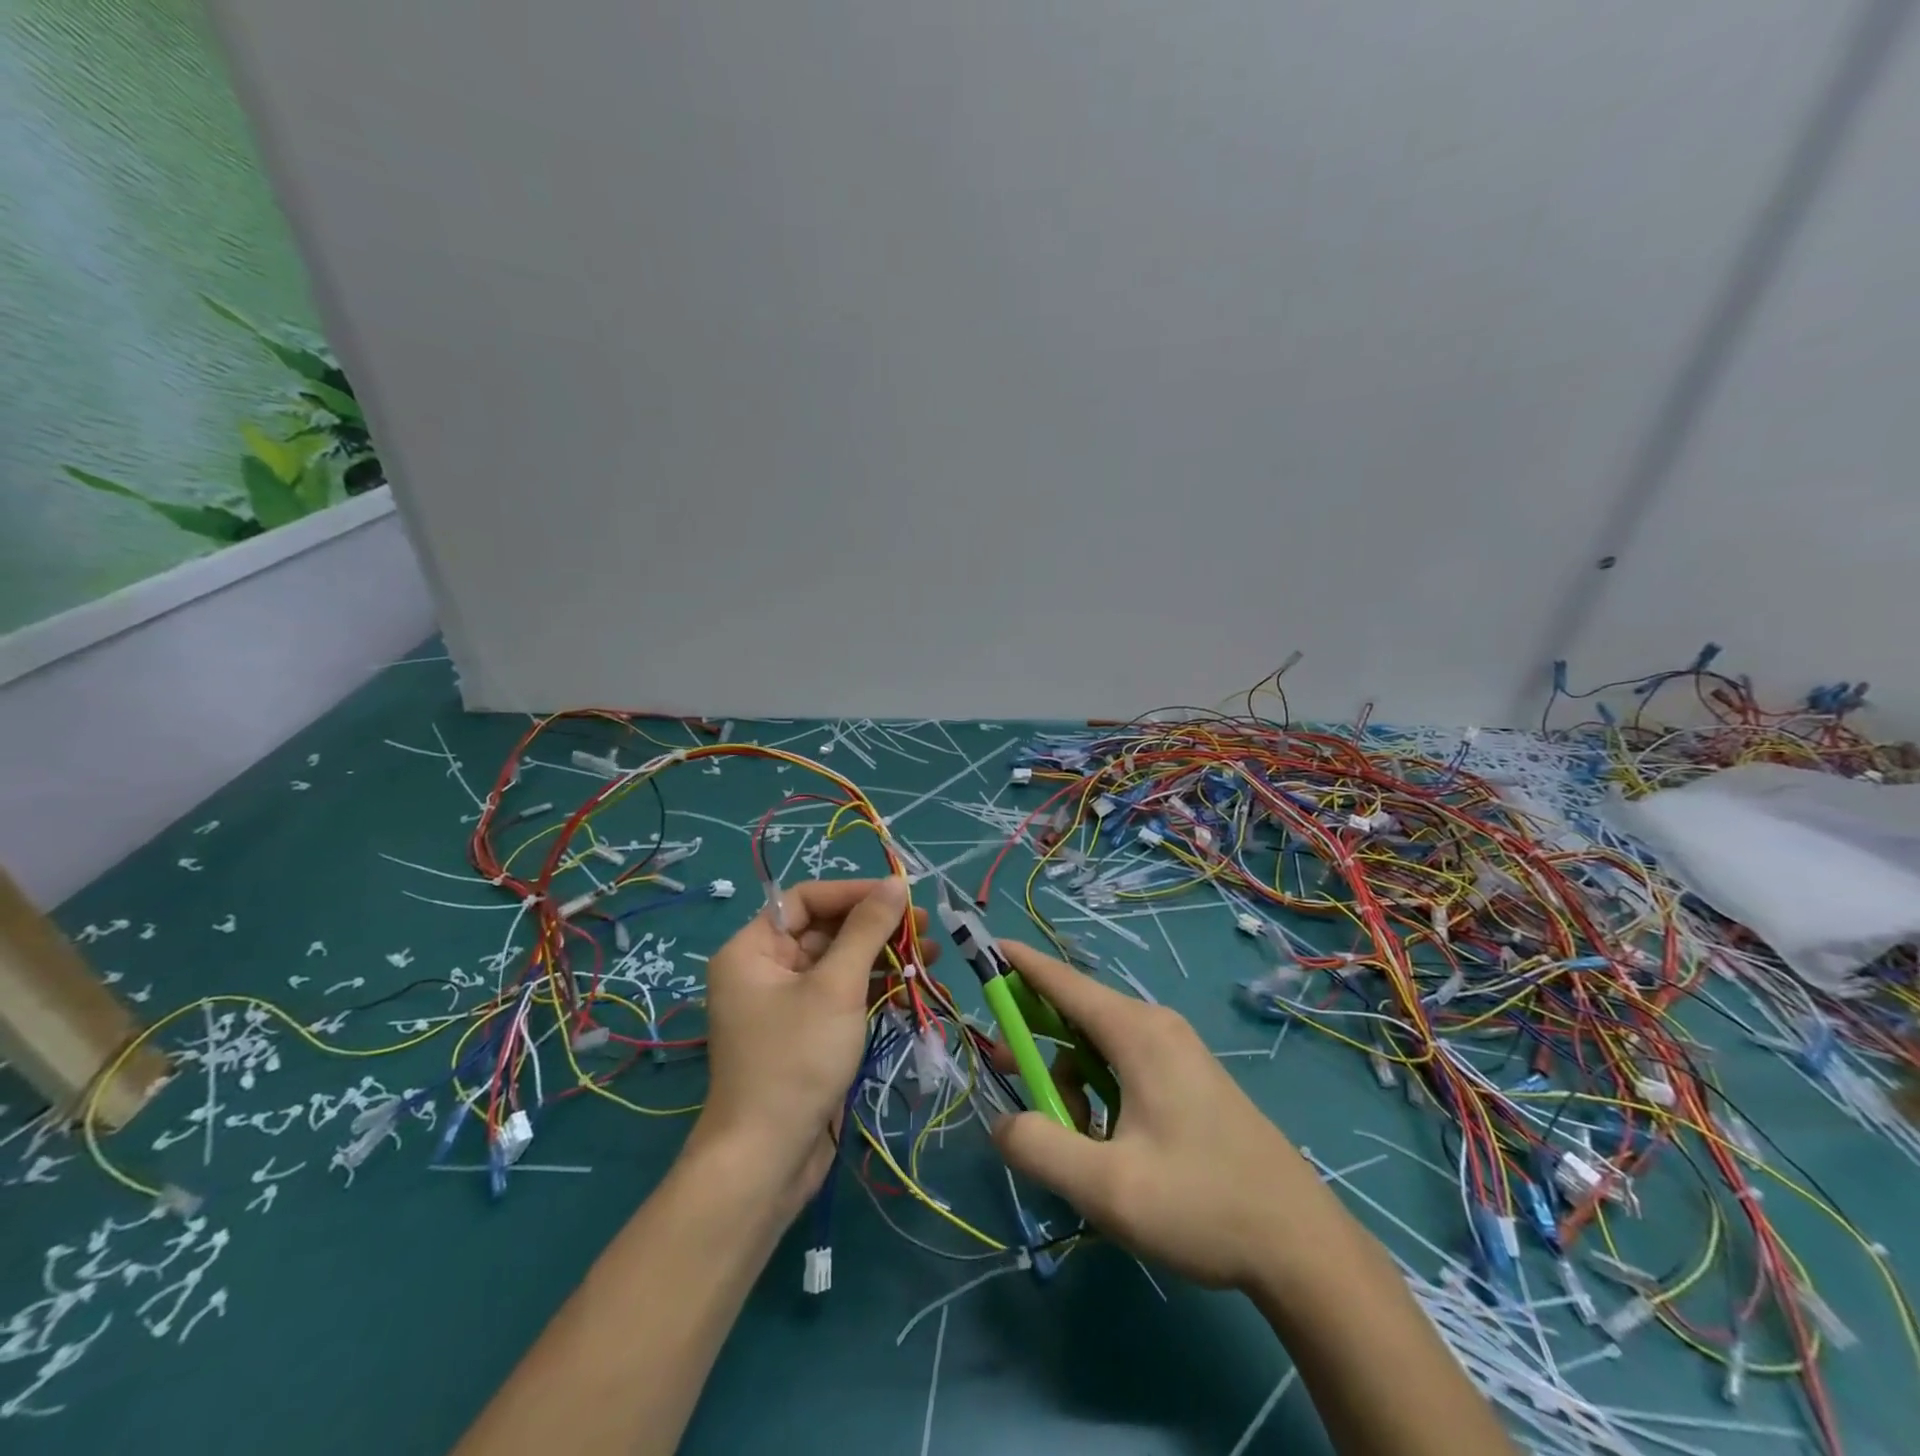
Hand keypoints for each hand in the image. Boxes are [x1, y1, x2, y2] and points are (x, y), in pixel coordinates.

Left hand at [691, 877, 934, 1215]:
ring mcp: (786, 1004)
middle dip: (877, 928)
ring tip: (932, 958)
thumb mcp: (836, 987)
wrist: (767, 1161)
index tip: (902, 896)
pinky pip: (842, 996)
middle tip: (925, 930)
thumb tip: (896, 884)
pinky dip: (875, 990)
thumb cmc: (796, 1060)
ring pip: (840, 964)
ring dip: (884, 958)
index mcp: (753, 949)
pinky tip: (912, 991)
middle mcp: (764, 970)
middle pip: (826, 930)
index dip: (855, 893)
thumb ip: (867, 930)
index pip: (807, 899)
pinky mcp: (807, 1034)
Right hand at [991, 941, 1332, 1291]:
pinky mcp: (1188, 1076)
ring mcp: (1177, 1050)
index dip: (1019, 963)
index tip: (985, 948)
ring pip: (1098, 1046)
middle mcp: (1156, 1026)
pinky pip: (1123, 1064)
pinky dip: (1098, 1091)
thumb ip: (1040, 1149)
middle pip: (1077, 1014)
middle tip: (1009, 1076)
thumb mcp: (1107, 1188)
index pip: (1063, 981)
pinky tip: (1107, 1144)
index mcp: (1137, 1033)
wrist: (1301, 1244)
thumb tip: (1003, 1124)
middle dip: (1035, 1040)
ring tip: (1072, 1140)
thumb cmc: (1202, 1205)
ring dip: (1069, 1080)